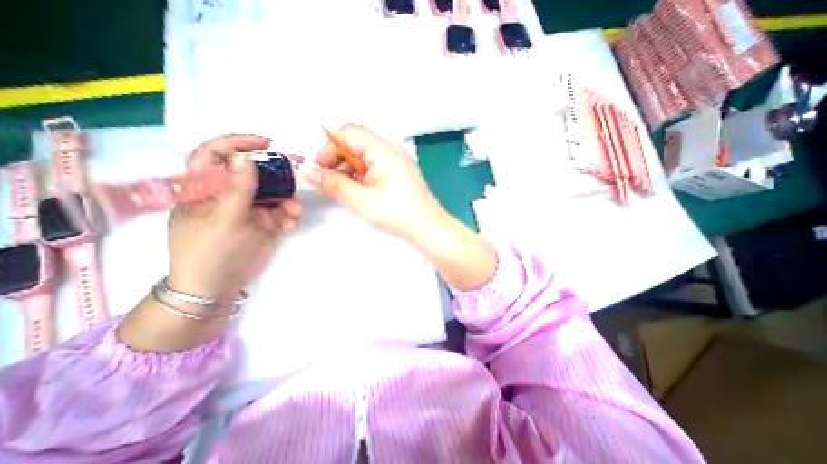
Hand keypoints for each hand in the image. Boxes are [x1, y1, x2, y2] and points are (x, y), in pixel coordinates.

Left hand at [166, 133, 301, 300]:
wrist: (218, 286)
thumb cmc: (211, 250)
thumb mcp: (225, 218)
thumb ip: (238, 187)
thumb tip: (247, 157)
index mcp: (206, 188)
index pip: (216, 154)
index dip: (238, 143)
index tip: (267, 143)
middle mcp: (228, 194)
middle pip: (254, 173)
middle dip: (277, 174)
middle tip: (298, 173)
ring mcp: (248, 209)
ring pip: (272, 193)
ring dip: (287, 200)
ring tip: (294, 211)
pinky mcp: (263, 223)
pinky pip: (280, 212)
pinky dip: (288, 216)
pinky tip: (290, 225)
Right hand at [309, 124, 451, 246]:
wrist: (430, 229)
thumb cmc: (398, 214)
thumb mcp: (362, 200)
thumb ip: (334, 184)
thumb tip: (308, 173)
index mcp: (383, 150)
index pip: (349, 132)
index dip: (329, 147)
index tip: (319, 169)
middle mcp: (391, 150)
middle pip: (357, 143)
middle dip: (338, 159)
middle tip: (328, 182)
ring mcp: (397, 161)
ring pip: (365, 156)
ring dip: (349, 168)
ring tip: (341, 189)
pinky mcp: (399, 173)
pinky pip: (375, 166)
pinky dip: (362, 175)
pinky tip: (358, 190)